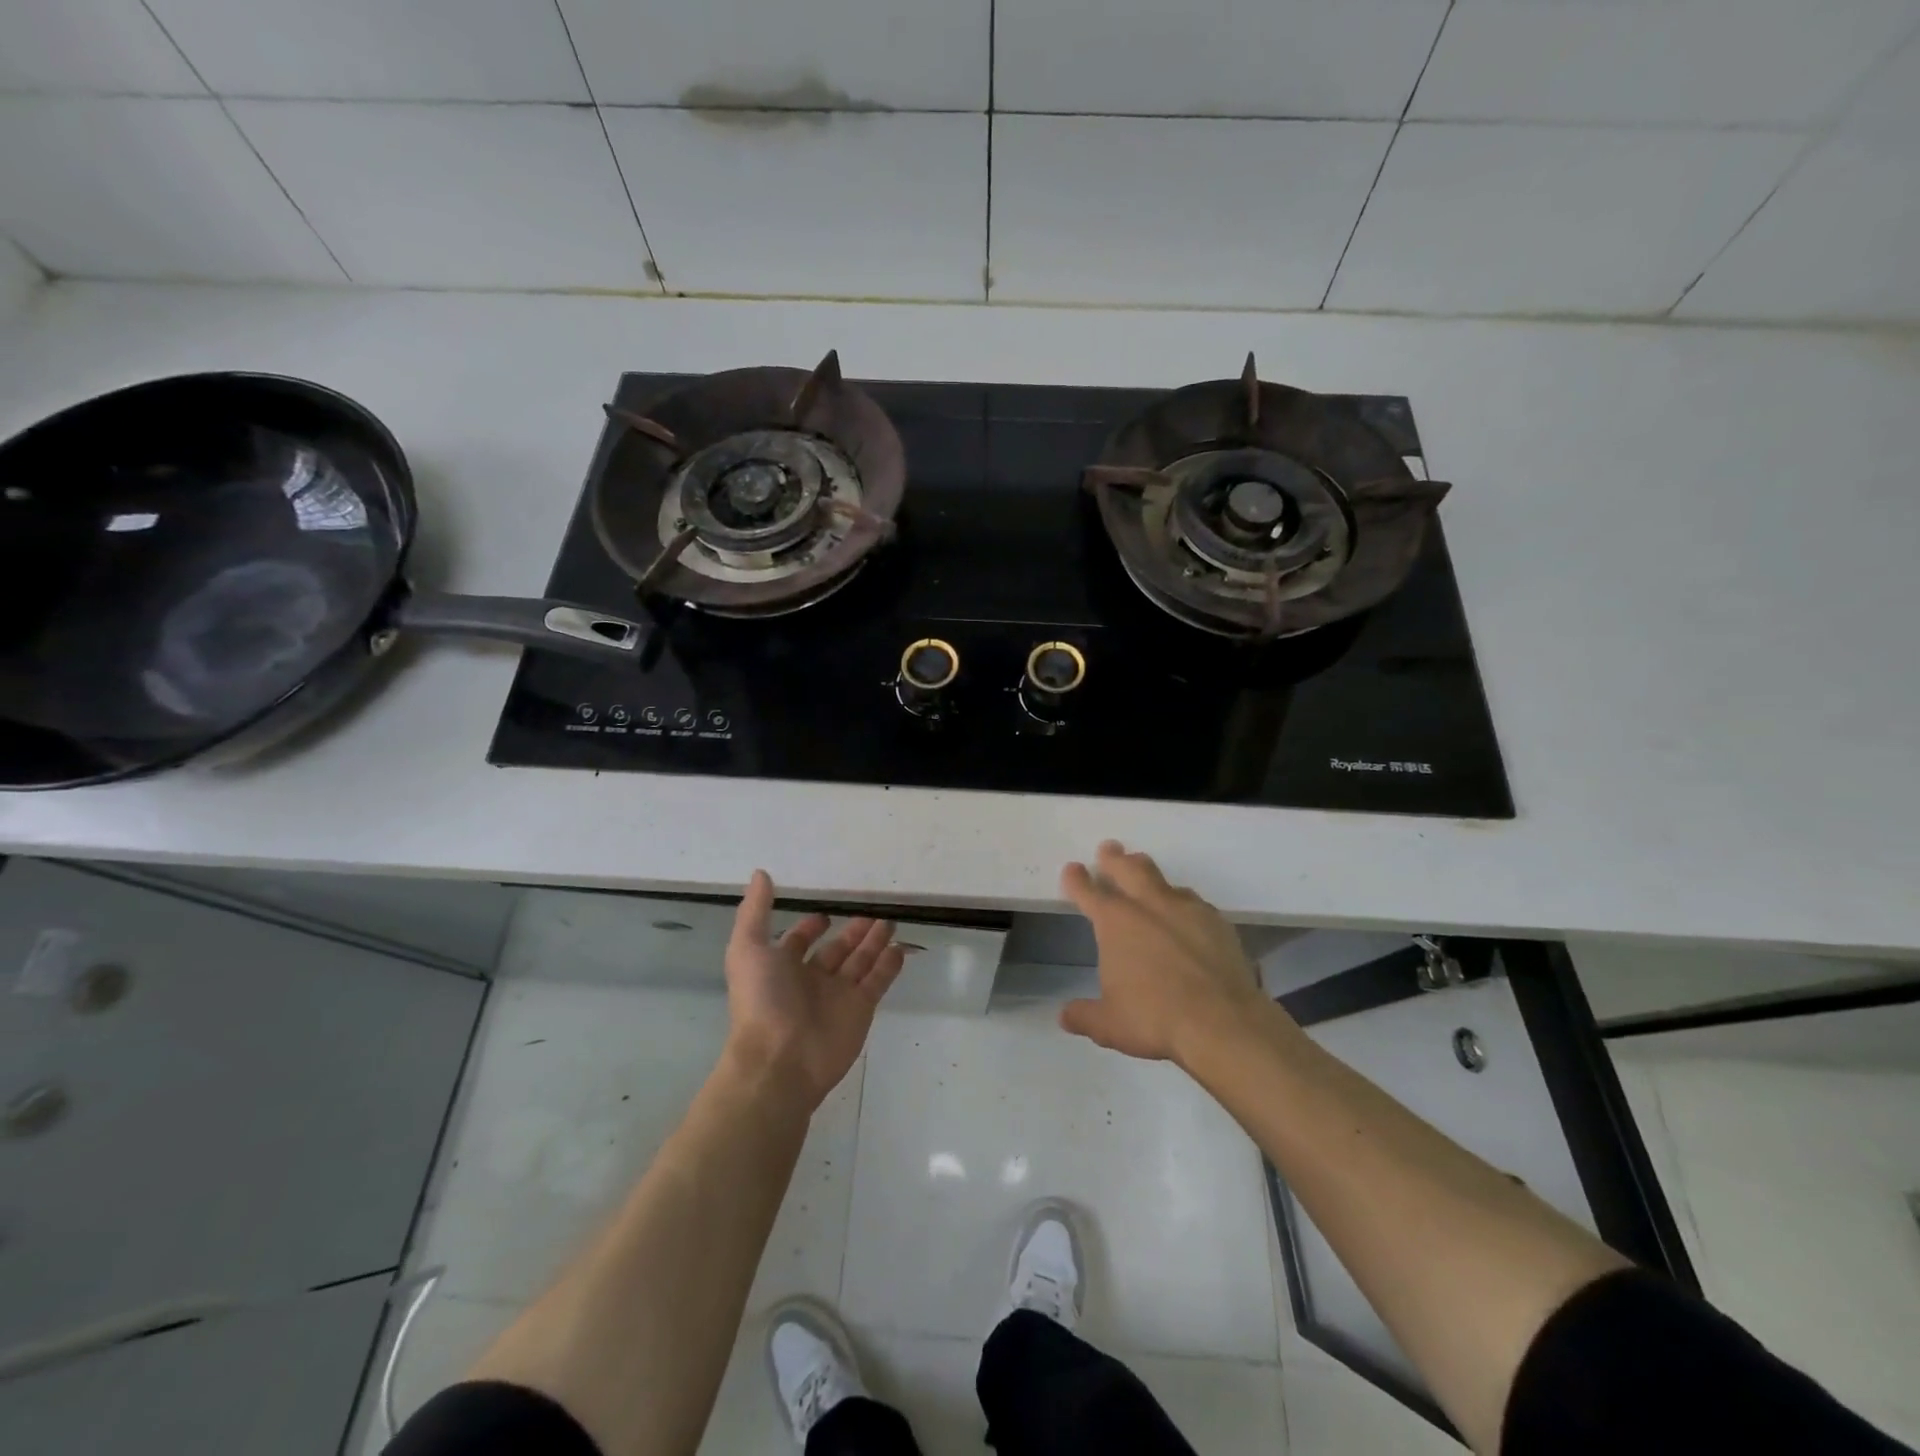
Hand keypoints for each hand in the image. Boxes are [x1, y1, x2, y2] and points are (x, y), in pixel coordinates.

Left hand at [723, 870, 905, 1107]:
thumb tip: (760, 873)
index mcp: (782, 966)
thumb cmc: (762, 1001)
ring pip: (861, 961)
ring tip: (891, 919)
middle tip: (873, 909)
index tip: (828, 909)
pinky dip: (890, 964)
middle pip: (837, 949)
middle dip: (853, 931)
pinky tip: (900, 946)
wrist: (780, 1060)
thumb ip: (755, 911)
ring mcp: (839, 994)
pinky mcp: (861, 1008)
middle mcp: (811, 979)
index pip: (800, 940)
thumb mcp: (747, 949)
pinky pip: (879, 980)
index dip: (812, 925)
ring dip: (875, 941)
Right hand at [1058, 841, 1263, 1064]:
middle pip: (1128, 868)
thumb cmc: (1155, 1019)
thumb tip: (1064, 1016)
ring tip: (1144, 872)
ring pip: (1162, 879)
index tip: (1072, 869)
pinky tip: (1184, 911)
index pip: (1088, 891)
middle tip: (1109, 849)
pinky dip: (1181, 901)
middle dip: (1114, 858)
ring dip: (1148, 873)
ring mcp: (1186, 910)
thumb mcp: (1109, 1025)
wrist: (1223, 1022)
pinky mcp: (1217, 922)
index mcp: (1115, 923)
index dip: (1076, 879)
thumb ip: (1084, 1016)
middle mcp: (1148, 906)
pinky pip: (1193, 901)